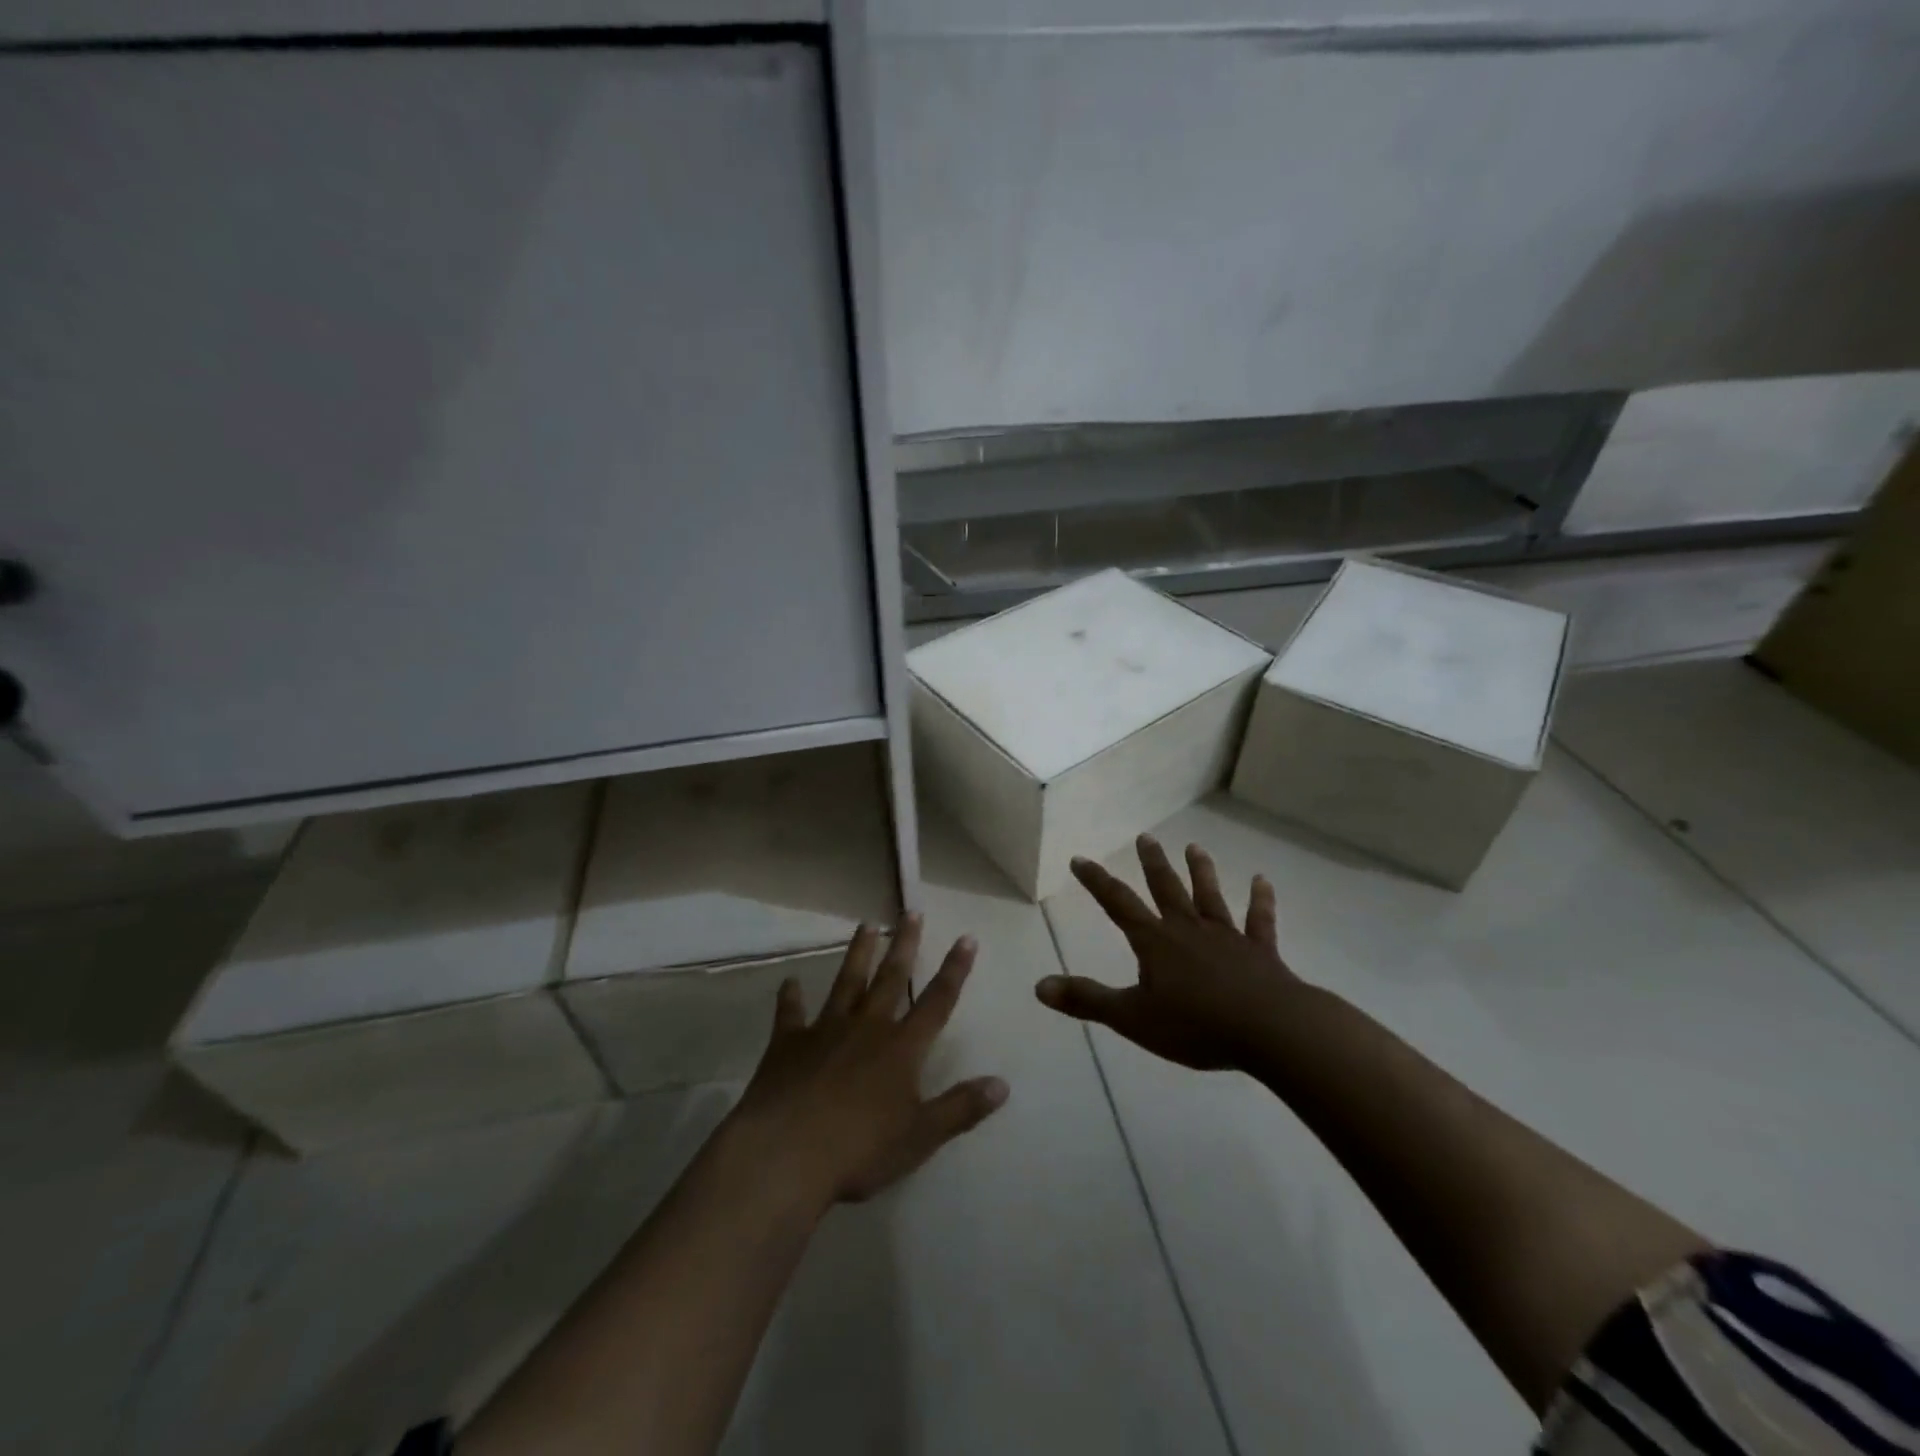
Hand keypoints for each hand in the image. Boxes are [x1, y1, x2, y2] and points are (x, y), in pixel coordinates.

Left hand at [729, 915, 1008, 1206]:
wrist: (786, 1154)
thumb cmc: (860, 1150)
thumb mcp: (920, 1137)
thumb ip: (960, 1108)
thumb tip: (1003, 1084)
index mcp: (901, 1048)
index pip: (937, 1002)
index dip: (955, 970)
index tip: (966, 938)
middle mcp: (867, 1027)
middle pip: (891, 978)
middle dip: (904, 944)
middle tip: (911, 911)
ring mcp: (825, 1030)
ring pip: (846, 981)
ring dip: (858, 953)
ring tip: (866, 925)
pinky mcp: (788, 1043)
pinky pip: (790, 1013)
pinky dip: (790, 997)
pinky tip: (789, 982)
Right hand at [1036, 834, 1300, 1070]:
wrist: (1269, 1030)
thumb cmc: (1196, 1024)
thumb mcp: (1132, 1018)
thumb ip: (1087, 1000)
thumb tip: (1039, 986)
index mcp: (1156, 943)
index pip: (1119, 904)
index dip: (1097, 882)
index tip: (1080, 859)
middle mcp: (1188, 930)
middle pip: (1167, 889)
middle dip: (1152, 863)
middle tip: (1145, 837)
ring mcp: (1227, 937)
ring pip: (1210, 897)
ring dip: (1201, 872)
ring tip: (1194, 847)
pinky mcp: (1260, 952)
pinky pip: (1259, 921)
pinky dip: (1261, 900)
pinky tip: (1262, 881)